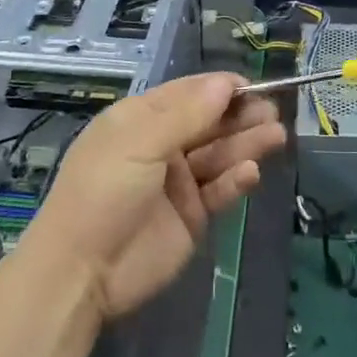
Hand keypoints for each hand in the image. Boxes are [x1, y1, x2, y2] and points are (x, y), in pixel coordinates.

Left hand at [26, 73, 285, 320]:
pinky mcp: (191, 216)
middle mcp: (162, 145)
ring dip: (246, 144)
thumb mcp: (140, 142)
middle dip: (241, 116)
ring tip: (276, 136)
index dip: (221, 88)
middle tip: (273, 112)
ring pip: (219, 155)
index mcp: (142, 119)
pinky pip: (219, 191)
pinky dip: (236, 180)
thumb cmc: (104, 191)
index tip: (254, 85)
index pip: (189, 93)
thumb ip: (187, 114)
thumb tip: (226, 83)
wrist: (80, 273)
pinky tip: (250, 172)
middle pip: (210, 123)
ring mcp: (178, 182)